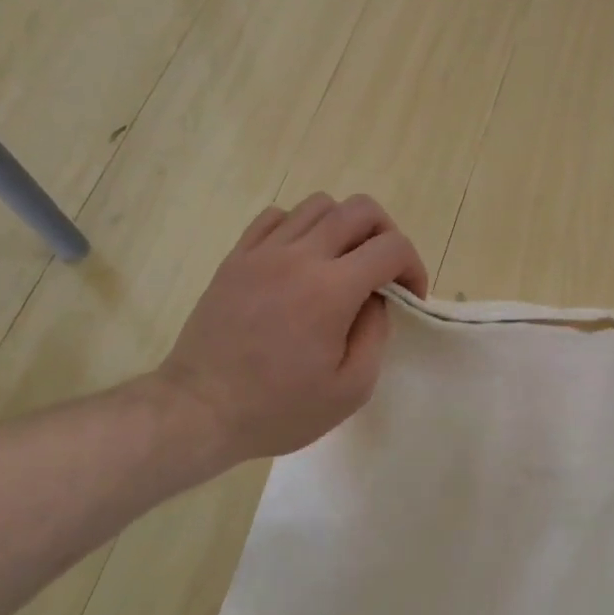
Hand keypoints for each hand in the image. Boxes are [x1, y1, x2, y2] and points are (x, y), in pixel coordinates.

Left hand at [156, 194, 428, 465]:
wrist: (200, 410)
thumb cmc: (279, 409)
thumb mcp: (350, 390)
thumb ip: (375, 335)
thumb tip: (376, 299)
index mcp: (332, 290)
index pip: (392, 247)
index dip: (413, 267)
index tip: (408, 296)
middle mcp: (300, 256)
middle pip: (360, 209)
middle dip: (386, 233)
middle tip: (382, 271)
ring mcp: (263, 252)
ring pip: (318, 204)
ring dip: (343, 227)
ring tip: (341, 263)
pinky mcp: (236, 257)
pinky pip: (276, 216)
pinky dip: (299, 227)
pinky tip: (299, 260)